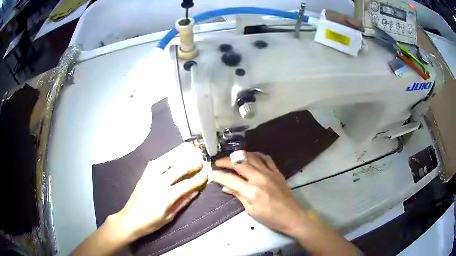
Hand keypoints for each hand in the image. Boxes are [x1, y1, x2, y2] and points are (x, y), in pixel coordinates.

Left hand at [114, 146, 207, 242]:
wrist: (130, 220)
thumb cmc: (151, 223)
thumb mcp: (169, 217)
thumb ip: (182, 203)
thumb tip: (195, 192)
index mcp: (166, 196)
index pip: (186, 184)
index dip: (198, 179)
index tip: (206, 174)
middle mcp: (158, 183)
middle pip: (177, 169)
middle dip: (190, 164)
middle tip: (200, 161)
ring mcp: (149, 178)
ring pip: (164, 162)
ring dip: (177, 157)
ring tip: (185, 155)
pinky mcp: (143, 177)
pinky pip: (153, 164)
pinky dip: (163, 160)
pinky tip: (168, 160)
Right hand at [212, 152, 304, 234]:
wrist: (292, 215)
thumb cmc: (270, 217)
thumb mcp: (251, 210)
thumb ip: (238, 196)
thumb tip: (225, 187)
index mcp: (252, 192)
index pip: (230, 179)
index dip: (219, 175)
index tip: (211, 173)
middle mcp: (260, 178)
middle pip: (239, 163)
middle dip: (226, 161)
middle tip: (218, 162)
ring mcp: (269, 173)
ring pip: (251, 157)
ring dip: (239, 155)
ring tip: (231, 158)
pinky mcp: (277, 171)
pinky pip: (265, 158)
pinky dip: (255, 154)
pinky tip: (250, 156)